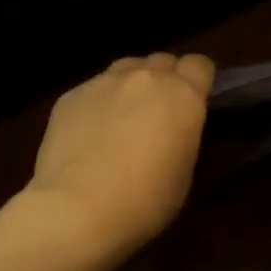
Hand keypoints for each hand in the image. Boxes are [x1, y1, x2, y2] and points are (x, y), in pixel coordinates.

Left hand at [25, 52, 215, 254]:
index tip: (194, 103)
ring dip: (131, 86)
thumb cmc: (144, 201)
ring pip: (125, 69)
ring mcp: (103, 82)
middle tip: (158, 114)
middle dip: (165, 80)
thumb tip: (173, 129)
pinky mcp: (70, 95)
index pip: (200, 65)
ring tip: (122, 119)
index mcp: (182, 95)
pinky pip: (93, 89)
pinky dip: (97, 104)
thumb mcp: (184, 172)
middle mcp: (144, 77)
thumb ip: (183, 135)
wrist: (77, 209)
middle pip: (162, 61)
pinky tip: (89, 135)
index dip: (199, 82)